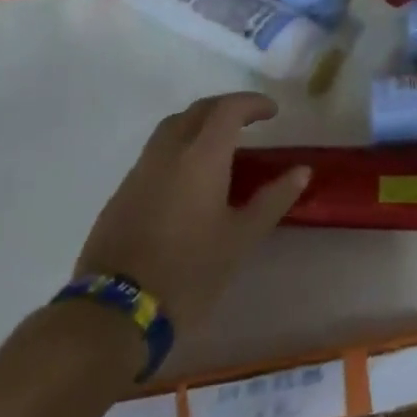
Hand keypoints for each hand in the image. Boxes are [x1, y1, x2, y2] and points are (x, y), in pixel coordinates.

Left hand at [75, 93, 309, 337]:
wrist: (114, 313)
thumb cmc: (189, 271)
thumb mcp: (241, 238)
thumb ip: (273, 199)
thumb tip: (302, 171)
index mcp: (202, 156)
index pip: (228, 109)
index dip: (252, 103)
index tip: (272, 112)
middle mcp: (168, 152)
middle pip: (197, 110)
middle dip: (225, 107)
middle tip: (249, 120)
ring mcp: (140, 171)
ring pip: (171, 128)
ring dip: (198, 124)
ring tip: (219, 145)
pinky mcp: (121, 194)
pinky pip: (155, 153)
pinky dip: (178, 149)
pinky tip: (188, 178)